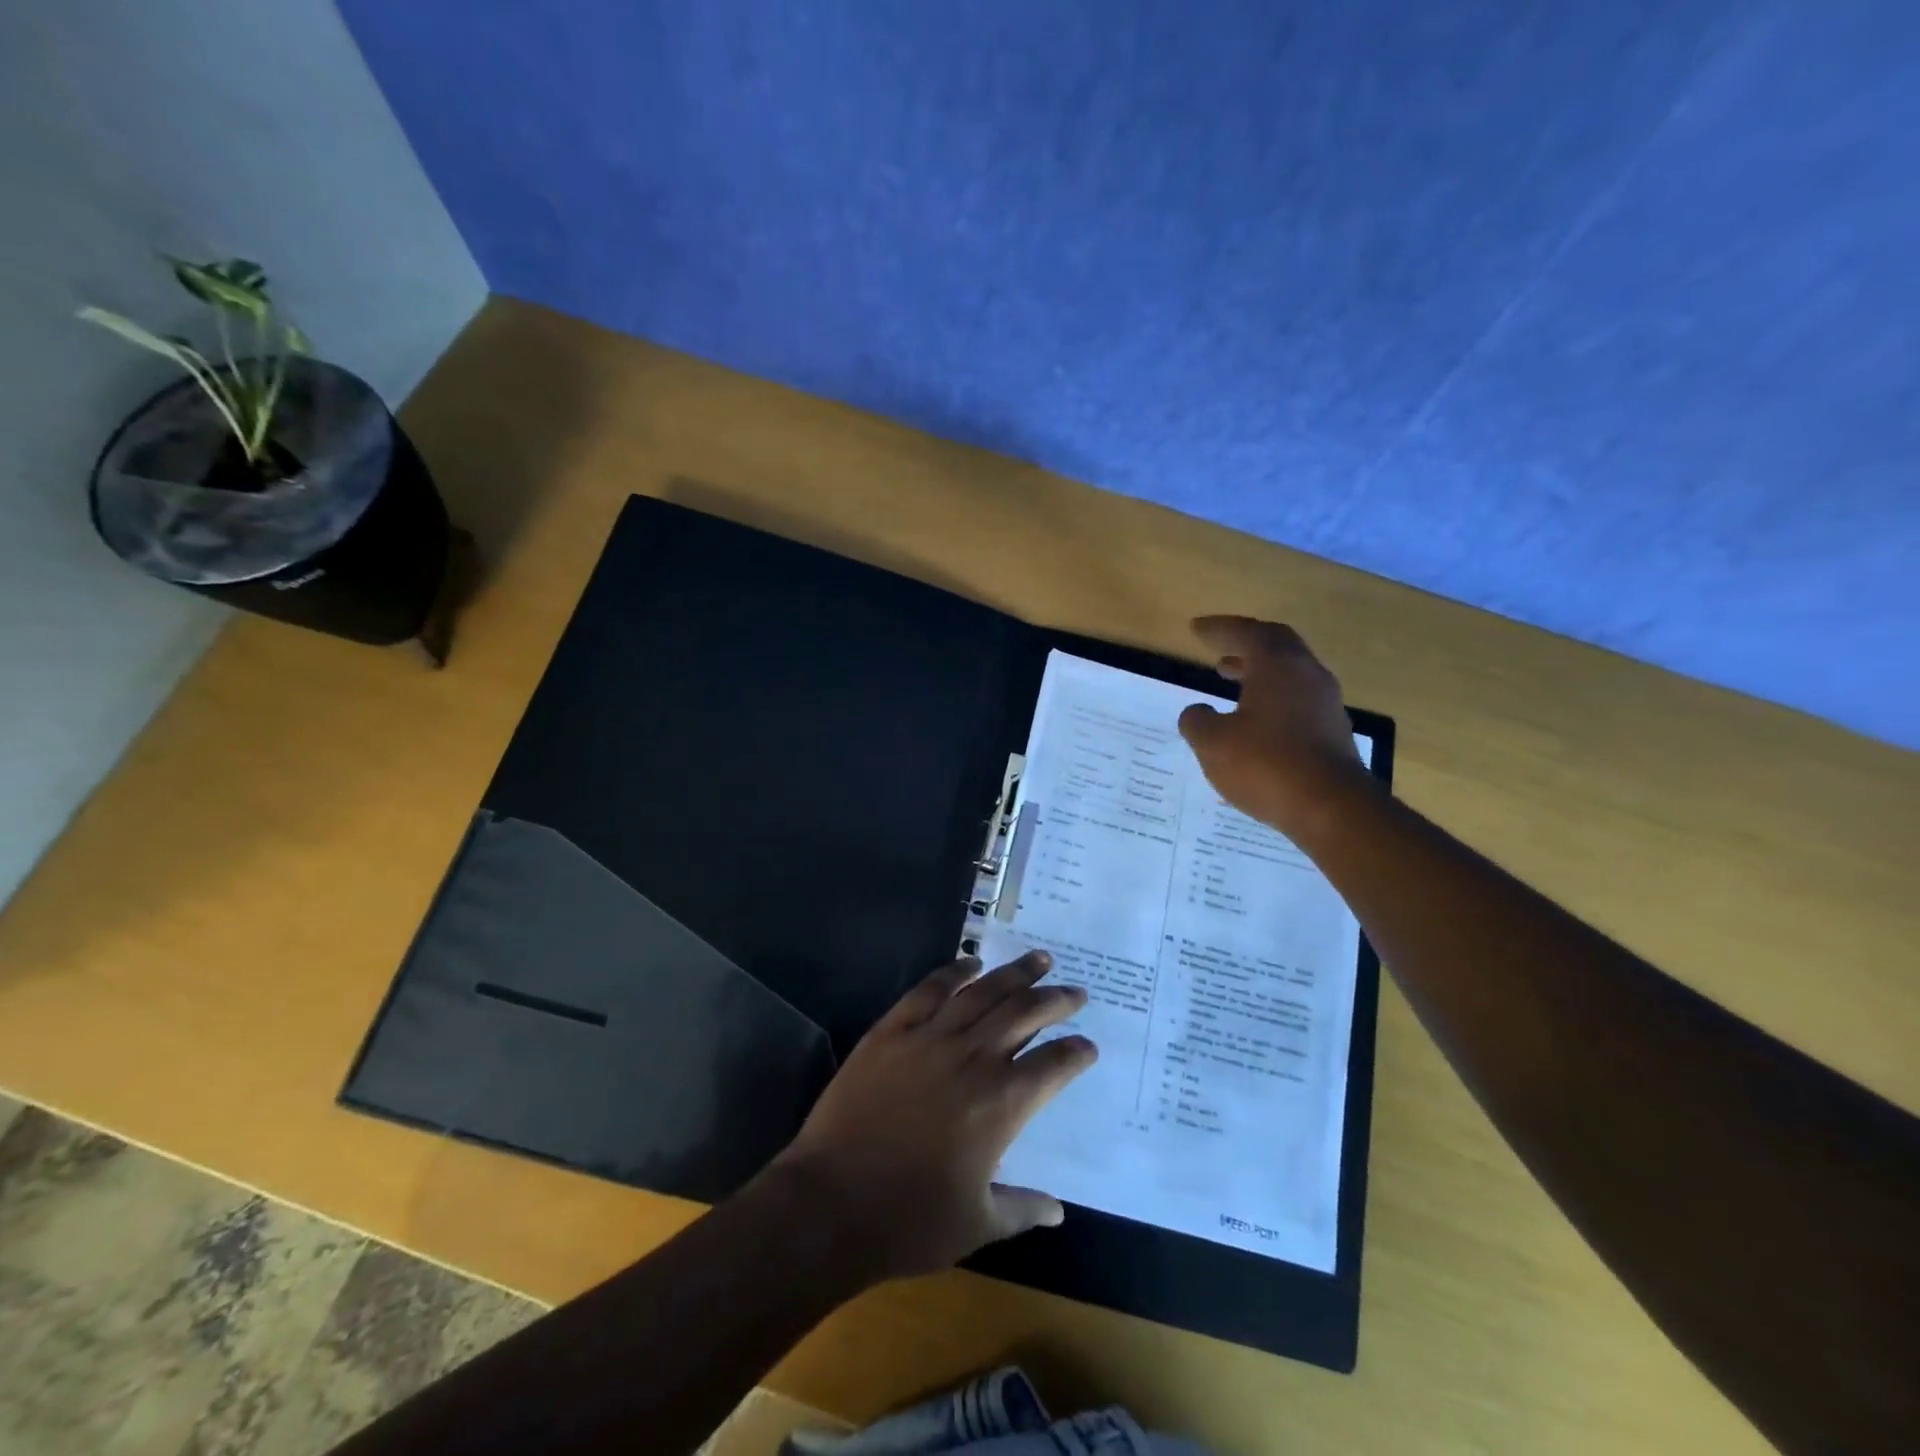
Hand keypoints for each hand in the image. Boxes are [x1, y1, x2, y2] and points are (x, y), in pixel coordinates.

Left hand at [768, 951, 1096, 1282]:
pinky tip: (970, 964)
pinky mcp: (891, 1031)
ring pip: (982, 993)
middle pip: (1024, 1014)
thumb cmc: (908, 1222)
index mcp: (1001, 1104)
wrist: (830, 1204)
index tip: (1088, 1047)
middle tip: (1075, 991)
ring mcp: (929, 1038)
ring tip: (1038, 959)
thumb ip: (1023, 1209)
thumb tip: (1059, 1210)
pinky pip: (929, 991)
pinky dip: (953, 972)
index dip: (1075, 1053)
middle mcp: (972, 1059)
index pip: (1053, 1066)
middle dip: (1055, 1000)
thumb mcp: (977, 1224)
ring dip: (1015, 974)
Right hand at [1177, 616, 1375, 839]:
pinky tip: (1256, 716)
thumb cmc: (1266, 765)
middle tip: (1220, 647)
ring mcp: (1325, 702)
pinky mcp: (1333, 729)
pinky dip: (1274, 694)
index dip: (1218, 629)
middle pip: (1276, 643)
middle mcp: (1307, 674)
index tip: (1196, 629)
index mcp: (1277, 666)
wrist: (1332, 808)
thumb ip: (1197, 721)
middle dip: (1246, 642)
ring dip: (1260, 669)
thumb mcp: (1212, 743)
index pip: (1246, 632)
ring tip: (1233, 676)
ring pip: (1290, 670)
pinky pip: (1299, 696)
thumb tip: (1197, 712)